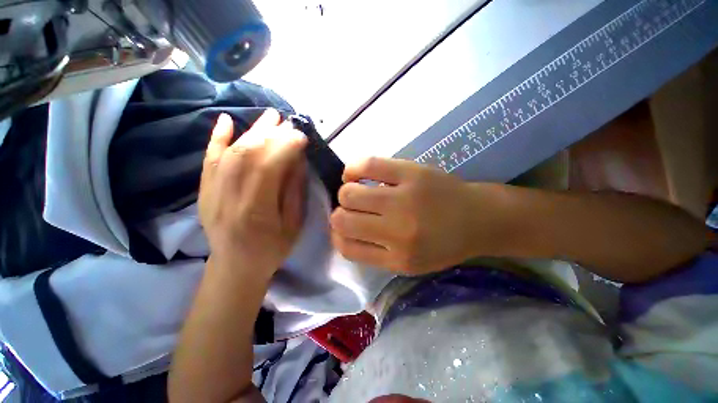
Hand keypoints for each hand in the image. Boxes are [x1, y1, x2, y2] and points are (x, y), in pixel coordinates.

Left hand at [199, 110, 306, 279]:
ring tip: (270, 117)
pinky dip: (217, 138)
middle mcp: (228, 199)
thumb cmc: (272, 249)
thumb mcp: (294, 224)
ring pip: (230, 154)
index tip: (301, 136)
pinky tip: (226, 121)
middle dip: (270, 134)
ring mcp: (211, 193)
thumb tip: (297, 159)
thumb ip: (294, 191)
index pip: (267, 168)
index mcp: (255, 212)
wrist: (236, 266)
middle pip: (246, 156)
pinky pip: (208, 160)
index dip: (285, 148)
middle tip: (288, 122)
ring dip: (251, 131)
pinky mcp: (204, 191)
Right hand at [331, 158, 507, 274]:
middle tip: (351, 210)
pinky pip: (368, 165)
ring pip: (349, 193)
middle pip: (342, 220)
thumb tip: (342, 234)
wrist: (480, 219)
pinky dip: (353, 170)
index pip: (347, 248)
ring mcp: (404, 198)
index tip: (342, 230)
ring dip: (346, 194)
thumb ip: (374, 253)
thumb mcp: (410, 263)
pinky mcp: (411, 172)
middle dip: (339, 215)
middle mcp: (397, 230)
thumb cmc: (444, 244)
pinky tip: (355, 174)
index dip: (337, 237)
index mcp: (398, 258)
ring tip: (355, 192)